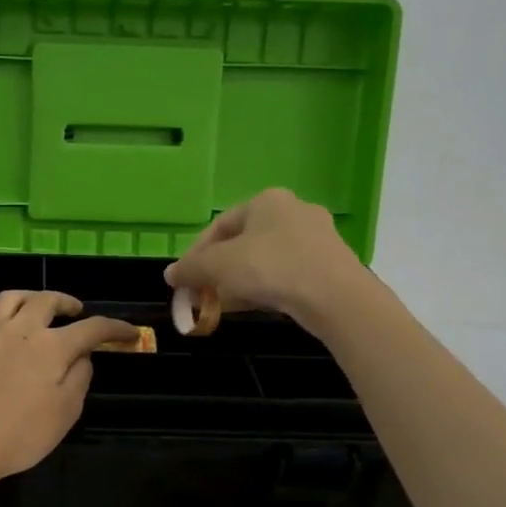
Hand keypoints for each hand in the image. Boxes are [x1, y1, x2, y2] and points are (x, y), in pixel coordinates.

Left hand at [0, 291, 134, 490]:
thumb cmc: (18, 435)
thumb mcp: (65, 413)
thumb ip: (79, 378)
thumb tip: (82, 356)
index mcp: (51, 347)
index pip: (92, 328)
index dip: (114, 328)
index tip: (129, 333)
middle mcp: (20, 329)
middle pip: (47, 300)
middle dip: (67, 302)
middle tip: (76, 311)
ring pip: (11, 297)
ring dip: (31, 297)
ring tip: (37, 307)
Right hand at [164, 188, 372, 325]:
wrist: (335, 296)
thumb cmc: (271, 268)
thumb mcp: (219, 266)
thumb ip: (191, 269)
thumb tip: (170, 275)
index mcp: (266, 200)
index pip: (219, 226)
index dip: (195, 254)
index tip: (183, 280)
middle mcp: (293, 211)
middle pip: (242, 242)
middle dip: (217, 270)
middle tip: (202, 294)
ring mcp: (315, 237)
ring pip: (264, 259)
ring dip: (239, 281)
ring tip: (223, 305)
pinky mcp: (328, 263)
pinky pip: (285, 272)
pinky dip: (264, 287)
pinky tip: (252, 305)